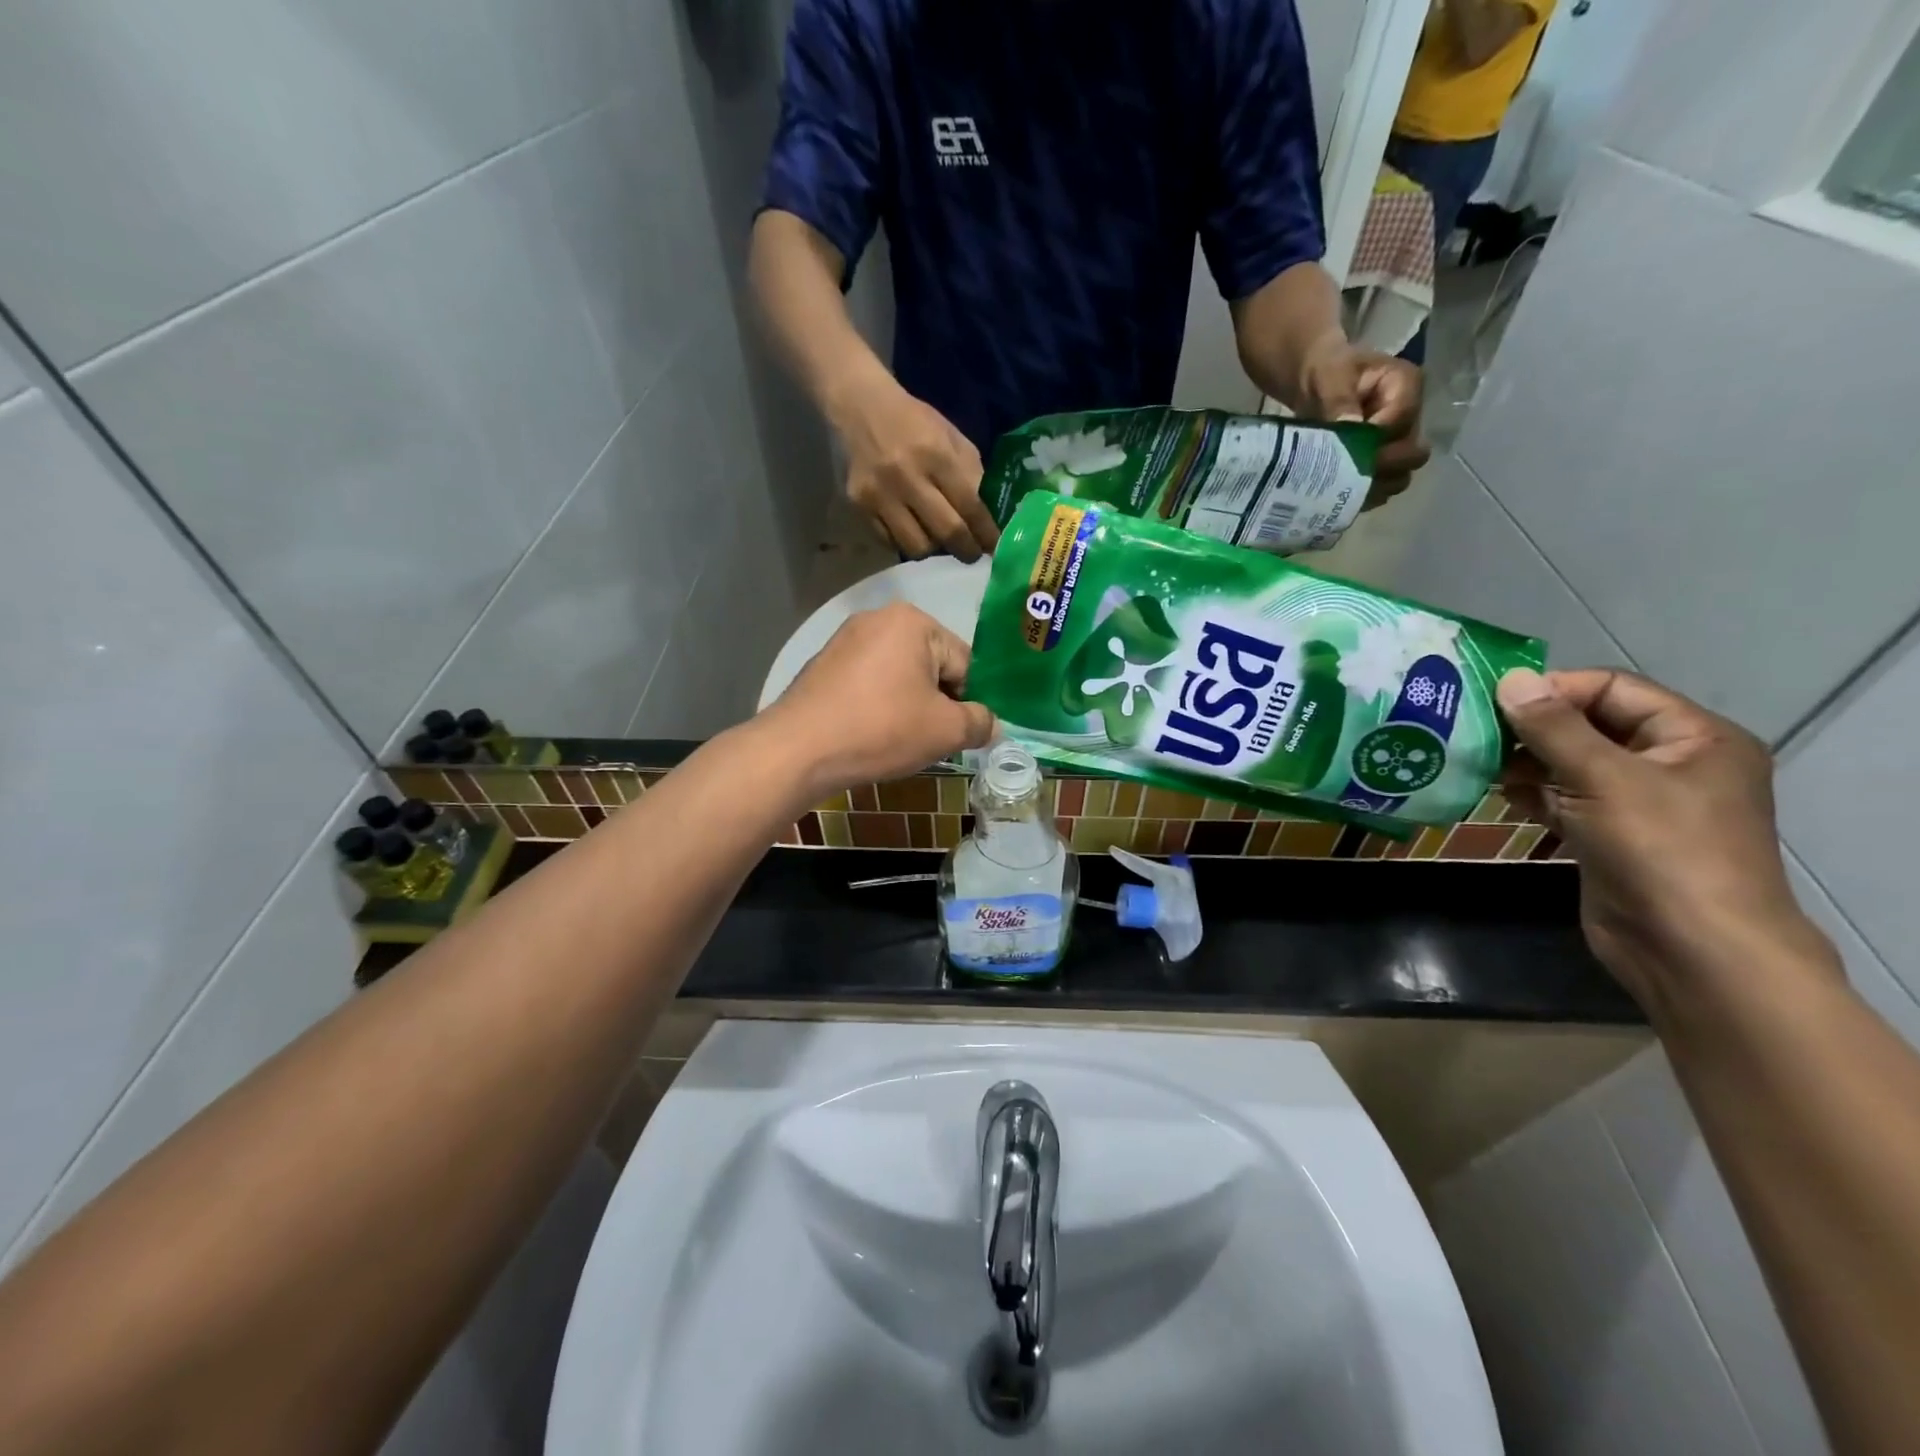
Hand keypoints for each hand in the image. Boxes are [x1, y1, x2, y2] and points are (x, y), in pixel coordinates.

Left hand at [758, 603, 995, 798]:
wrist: (798, 749)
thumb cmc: (881, 730)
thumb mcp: (945, 731)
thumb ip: (980, 722)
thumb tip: (991, 724)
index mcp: (914, 621)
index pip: (965, 664)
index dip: (969, 702)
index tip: (958, 733)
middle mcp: (879, 618)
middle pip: (932, 665)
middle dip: (938, 702)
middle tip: (929, 740)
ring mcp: (846, 639)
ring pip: (900, 676)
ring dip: (909, 705)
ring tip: (898, 739)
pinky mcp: (825, 663)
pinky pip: (870, 682)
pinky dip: (879, 704)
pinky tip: (871, 732)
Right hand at [829, 373, 999, 560]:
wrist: (860, 408)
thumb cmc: (914, 423)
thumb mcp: (950, 438)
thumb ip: (971, 475)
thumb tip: (989, 518)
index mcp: (936, 454)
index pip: (970, 506)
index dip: (986, 533)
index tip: (994, 548)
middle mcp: (907, 477)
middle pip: (946, 531)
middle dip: (965, 550)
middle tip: (972, 554)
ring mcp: (880, 494)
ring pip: (916, 545)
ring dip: (934, 549)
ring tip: (939, 541)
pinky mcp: (859, 506)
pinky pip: (890, 541)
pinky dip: (906, 541)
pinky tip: (913, 530)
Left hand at [1296, 332, 1430, 508]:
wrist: (1316, 384)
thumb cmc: (1326, 372)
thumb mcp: (1329, 376)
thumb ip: (1339, 399)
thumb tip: (1350, 425)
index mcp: (1406, 385)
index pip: (1401, 420)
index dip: (1375, 437)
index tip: (1345, 444)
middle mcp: (1410, 417)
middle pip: (1411, 453)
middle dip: (1381, 465)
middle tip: (1346, 471)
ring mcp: (1398, 443)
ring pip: (1400, 475)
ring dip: (1374, 485)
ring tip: (1342, 487)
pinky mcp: (1383, 463)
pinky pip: (1383, 487)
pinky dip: (1365, 494)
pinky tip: (1342, 496)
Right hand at [1497, 667, 1839, 1010]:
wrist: (1692, 950)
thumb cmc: (1662, 850)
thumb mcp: (1605, 778)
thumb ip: (1553, 728)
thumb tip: (1511, 679)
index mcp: (1693, 737)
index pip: (1613, 689)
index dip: (1555, 689)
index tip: (1493, 701)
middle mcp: (1670, 763)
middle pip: (1589, 725)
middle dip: (1532, 727)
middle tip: (1474, 730)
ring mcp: (1639, 804)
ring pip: (1571, 764)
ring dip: (1524, 761)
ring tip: (1476, 760)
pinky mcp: (1610, 836)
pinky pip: (1565, 799)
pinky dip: (1531, 793)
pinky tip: (1494, 793)